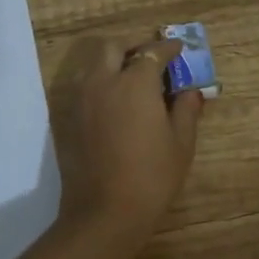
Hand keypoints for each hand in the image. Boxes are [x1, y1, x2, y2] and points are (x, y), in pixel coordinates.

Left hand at [52, 36, 203, 240]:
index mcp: (135, 84)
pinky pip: (84, 87)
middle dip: (134, 47)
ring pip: (94, 65)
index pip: (152, 52)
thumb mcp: (181, 143)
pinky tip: (115, 103)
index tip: (179, 50)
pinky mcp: (68, 118)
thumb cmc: (152, 177)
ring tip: (132, 80)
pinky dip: (101, 84)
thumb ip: (186, 110)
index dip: (168, 48)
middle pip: (114, 47)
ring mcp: (81, 100)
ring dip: (113, 63)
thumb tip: (190, 92)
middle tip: (151, 59)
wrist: (105, 212)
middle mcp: (103, 82)